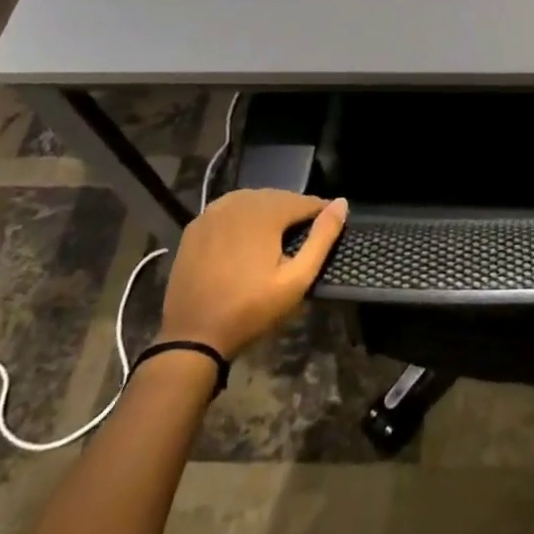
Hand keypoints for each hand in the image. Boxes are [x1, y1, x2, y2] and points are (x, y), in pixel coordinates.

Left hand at [156, 189, 347, 357]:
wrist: (192, 335)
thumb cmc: (250, 309)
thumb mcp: (296, 280)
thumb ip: (322, 238)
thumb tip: (342, 203)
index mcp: (265, 211)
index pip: (304, 201)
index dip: (321, 213)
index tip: (328, 231)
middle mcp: (238, 201)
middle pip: (278, 197)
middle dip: (294, 213)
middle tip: (302, 239)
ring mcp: (213, 211)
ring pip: (253, 201)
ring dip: (268, 214)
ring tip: (276, 240)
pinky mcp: (196, 225)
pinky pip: (229, 210)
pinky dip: (242, 219)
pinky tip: (245, 241)